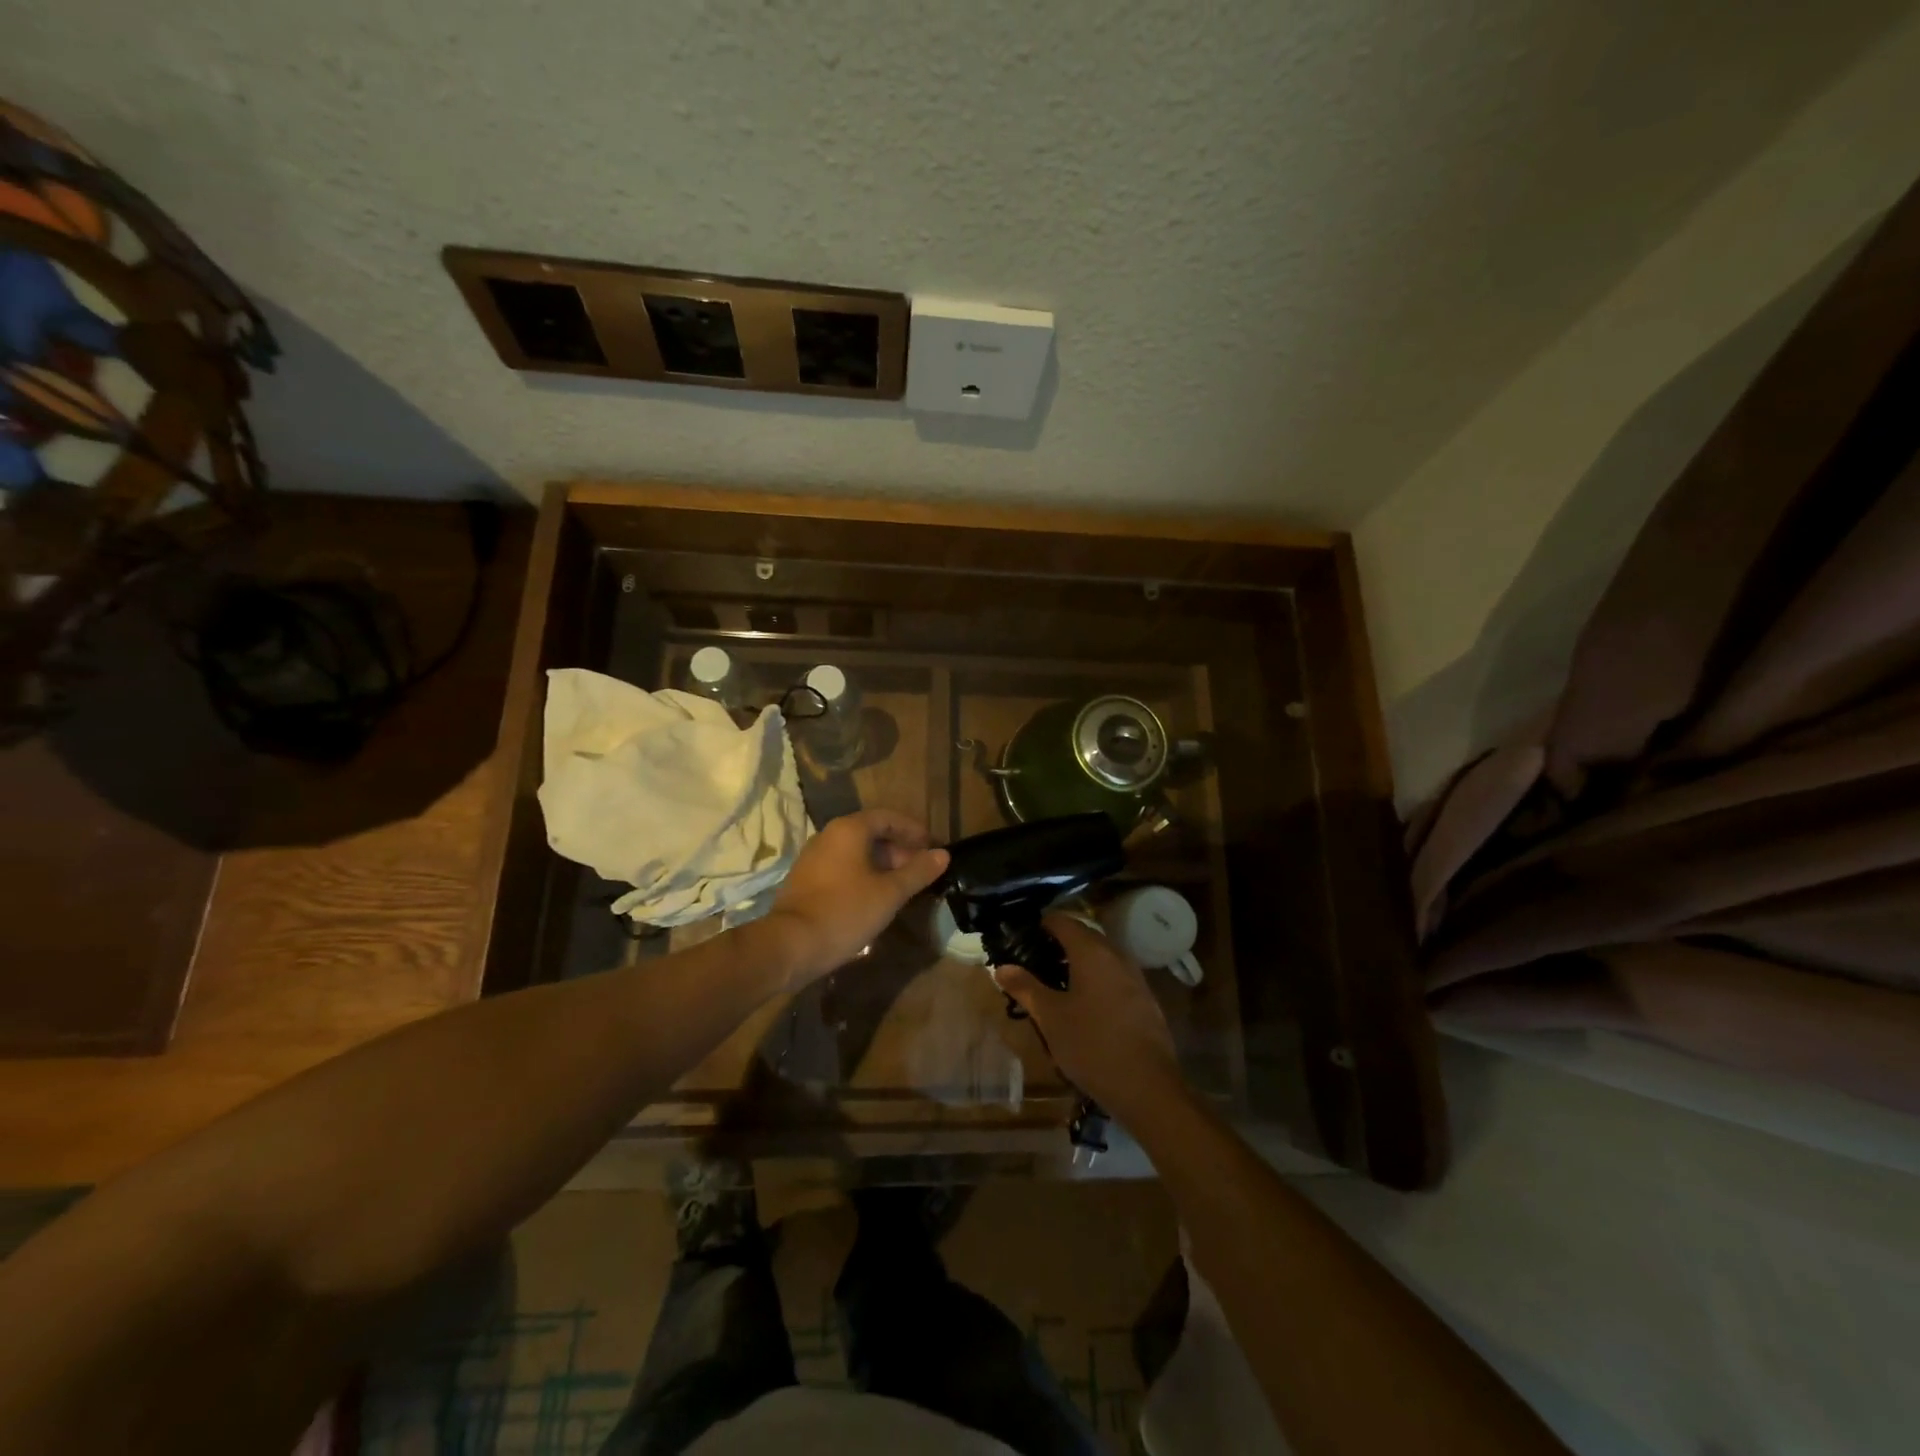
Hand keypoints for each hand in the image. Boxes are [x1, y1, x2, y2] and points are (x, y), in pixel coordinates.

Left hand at [764, 810, 948, 986]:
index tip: (932, 846)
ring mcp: (813, 858)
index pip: (887, 817)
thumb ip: (917, 872)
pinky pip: (842, 867)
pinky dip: (863, 874)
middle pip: (871, 832)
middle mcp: (828, 836)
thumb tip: (942, 855)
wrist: (790, 945)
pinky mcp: (806, 879)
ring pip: (856, 852)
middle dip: (899, 848)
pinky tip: (875, 897)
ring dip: (882, 863)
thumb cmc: (845, 912)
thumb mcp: (889, 894)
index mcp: (849, 830)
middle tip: (920, 870)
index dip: (912, 830)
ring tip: (902, 886)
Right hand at [994, 914, 1184, 1119]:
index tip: (1022, 939)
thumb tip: (1001, 967)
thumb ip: (1025, 987)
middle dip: (1058, 944)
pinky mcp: (1145, 999)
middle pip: (1084, 936)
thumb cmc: (1091, 1044)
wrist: (1148, 1086)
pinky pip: (1115, 976)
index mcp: (1091, 951)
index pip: (1062, 921)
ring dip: (1078, 963)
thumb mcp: (1050, 1017)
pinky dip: (1096, 980)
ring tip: (1055, 984)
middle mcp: (1116, 955)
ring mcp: (1135, 976)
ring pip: (1101, 957)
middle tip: (1034, 963)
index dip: (1041, 925)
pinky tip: (1084, 1005)